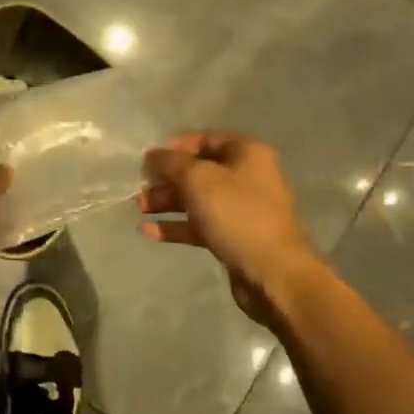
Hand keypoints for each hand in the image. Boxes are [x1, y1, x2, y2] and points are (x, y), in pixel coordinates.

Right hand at [141, 130, 331, 331]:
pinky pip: (200, 225)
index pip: (206, 139)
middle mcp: (247, 177)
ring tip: (139, 208)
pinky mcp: (235, 237)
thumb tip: (152, 155)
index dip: (176, 146)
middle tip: (141, 188)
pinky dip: (176, 226)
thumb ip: (170, 162)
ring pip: (197, 199)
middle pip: (199, 171)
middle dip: (167, 179)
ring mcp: (242, 209)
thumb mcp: (197, 179)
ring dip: (168, 202)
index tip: (150, 159)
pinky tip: (148, 231)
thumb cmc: (236, 214)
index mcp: (246, 154)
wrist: (273, 273)